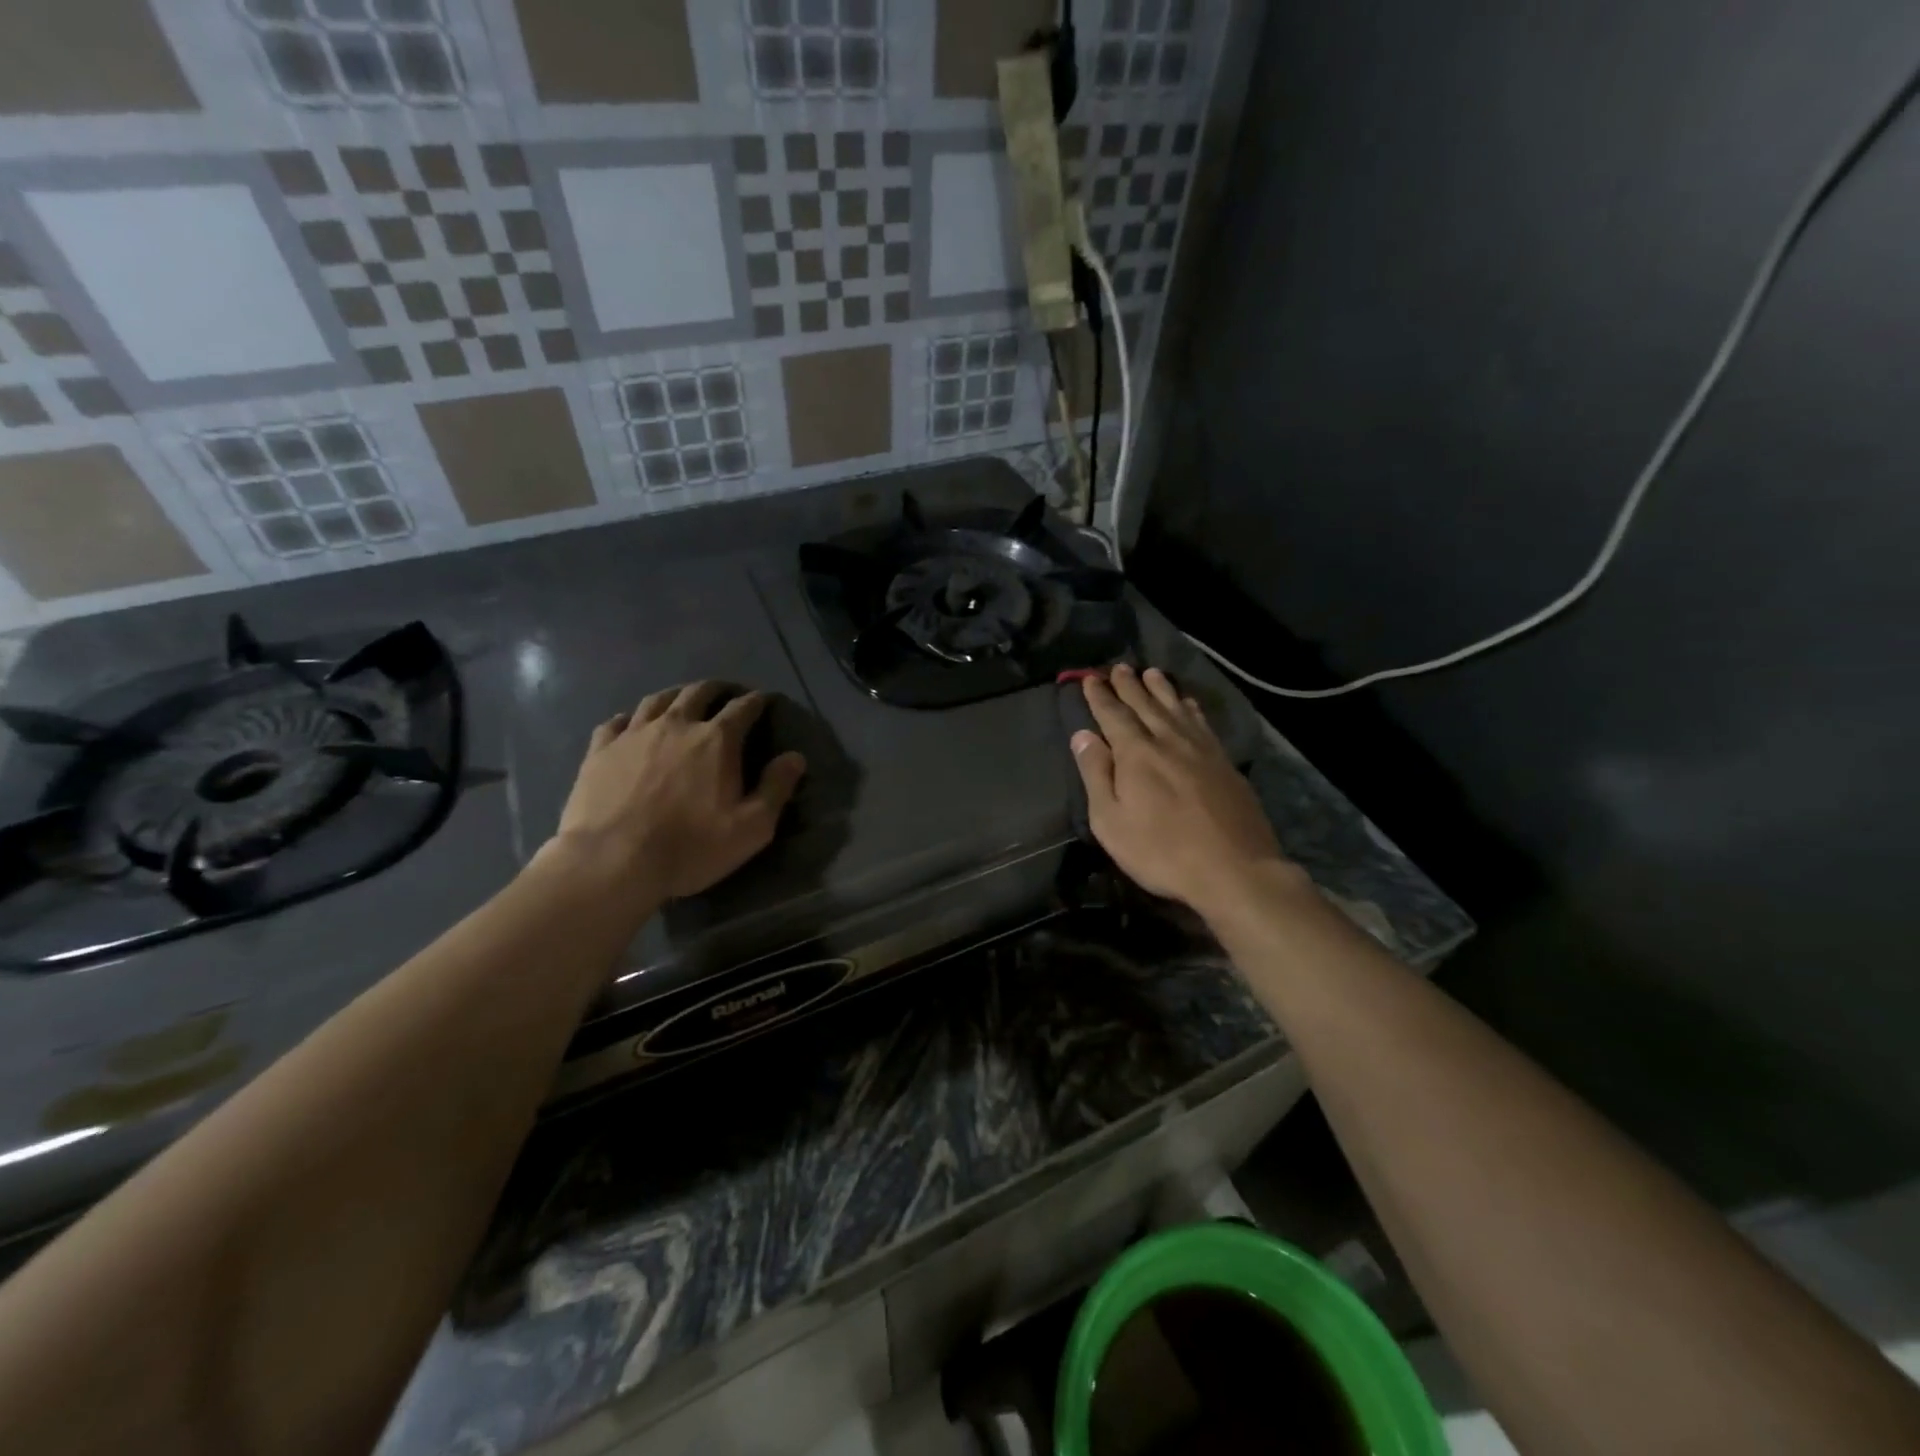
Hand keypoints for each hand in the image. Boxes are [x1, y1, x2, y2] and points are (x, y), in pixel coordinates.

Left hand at [549, 682, 805, 899]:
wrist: (612, 862)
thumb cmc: (691, 846)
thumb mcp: (751, 827)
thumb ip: (776, 788)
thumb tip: (795, 757)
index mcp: (717, 740)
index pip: (743, 708)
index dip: (757, 701)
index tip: (763, 700)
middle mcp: (676, 725)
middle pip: (698, 693)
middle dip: (716, 689)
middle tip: (724, 693)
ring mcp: (633, 734)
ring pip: (657, 699)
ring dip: (675, 695)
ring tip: (681, 700)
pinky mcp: (600, 751)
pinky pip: (615, 722)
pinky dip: (629, 718)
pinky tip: (630, 724)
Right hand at [1071, 665, 1297, 918]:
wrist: (1234, 869)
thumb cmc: (1161, 851)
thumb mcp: (1111, 821)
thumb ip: (1096, 774)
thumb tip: (1082, 735)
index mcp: (1136, 753)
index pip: (1113, 715)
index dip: (1100, 696)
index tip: (1090, 678)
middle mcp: (1169, 741)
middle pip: (1146, 704)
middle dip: (1129, 685)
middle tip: (1119, 667)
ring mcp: (1202, 749)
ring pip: (1177, 708)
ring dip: (1161, 689)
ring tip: (1152, 673)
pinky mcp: (1225, 763)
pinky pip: (1202, 723)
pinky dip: (1191, 708)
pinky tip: (1189, 705)